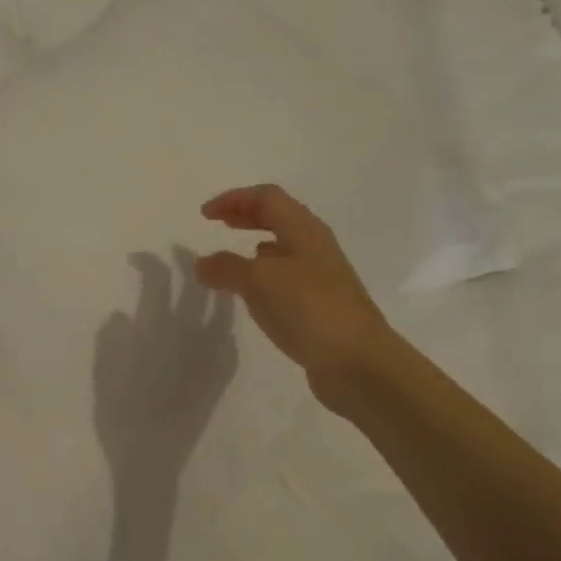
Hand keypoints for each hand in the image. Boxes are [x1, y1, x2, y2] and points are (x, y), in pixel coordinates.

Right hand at [93, 249, 237, 479]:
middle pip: (198, 289)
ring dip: (215, 289)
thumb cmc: (123, 423)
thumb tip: (122, 315)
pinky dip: (225, 323)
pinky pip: (230, 340)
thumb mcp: (106, 380)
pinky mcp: (222, 378)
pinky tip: (220, 320)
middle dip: (192, 265)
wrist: (157, 466)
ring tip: (209, 277)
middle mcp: (190, 340)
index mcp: (159, 335)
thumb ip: (111, 345)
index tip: (142, 259)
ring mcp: (212, 359)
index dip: (153, 265)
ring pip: (221, 310)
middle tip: (182, 254)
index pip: (161, 284)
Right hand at [194, 185, 396, 412]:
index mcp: (305, 230)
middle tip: (219, 224)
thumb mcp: (259, 281)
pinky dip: (265, 279)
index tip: (205, 215)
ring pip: (285, 250)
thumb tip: (203, 263)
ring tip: (232, 261)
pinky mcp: (321, 308)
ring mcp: (322, 279)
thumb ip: (227, 267)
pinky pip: (287, 281)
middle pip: (279, 219)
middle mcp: (316, 248)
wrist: (358, 362)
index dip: (235, 199)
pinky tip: (254, 296)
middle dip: (247, 217)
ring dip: (256, 248)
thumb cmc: (309, 309)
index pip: (268, 198)